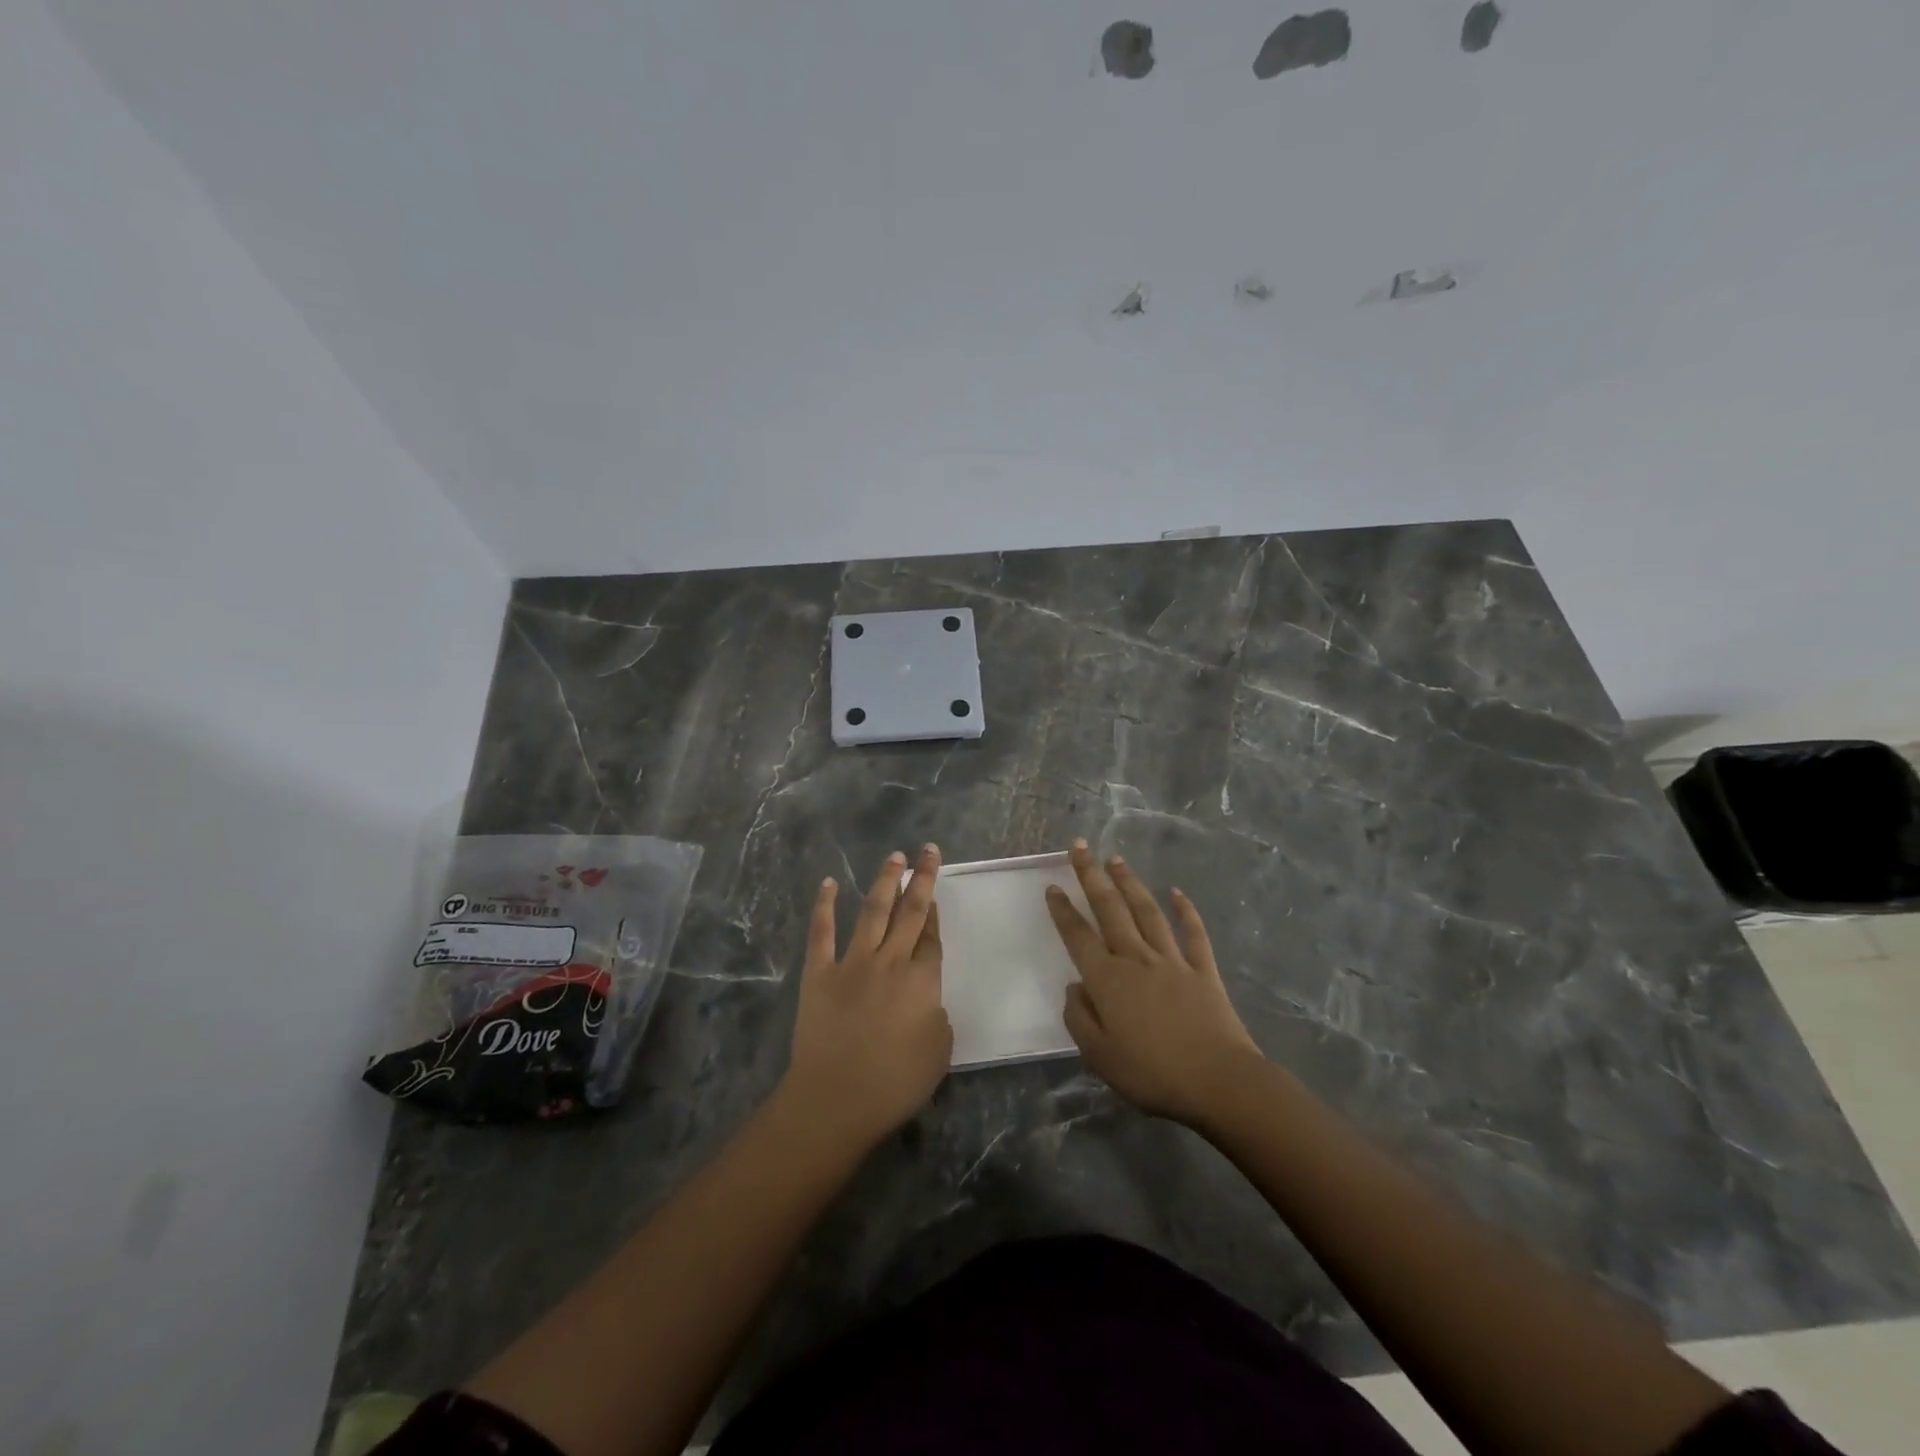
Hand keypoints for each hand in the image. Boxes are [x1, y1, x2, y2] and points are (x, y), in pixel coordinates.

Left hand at [780, 845, 951, 1147]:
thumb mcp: (939, 1052)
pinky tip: (828, 883)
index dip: (935, 913)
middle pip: (911, 912)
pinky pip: (821, 932)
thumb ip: (937, 1016)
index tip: (935, 892)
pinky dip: (824, 905)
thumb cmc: (894, 1084)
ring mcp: (852, 963)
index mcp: (922, 981)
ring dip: (884, 881)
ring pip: (872, 911)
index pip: (932, 938)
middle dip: (922, 879)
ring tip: (894, 856)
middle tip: (928, 851)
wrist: (836, 1099)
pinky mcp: (819, 973)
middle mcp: (890, 962)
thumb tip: (926, 999)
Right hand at [1046, 840, 1263, 1126]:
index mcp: (1108, 979)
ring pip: (1147, 912)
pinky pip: (1193, 933)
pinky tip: (1177, 893)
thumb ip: (1079, 1017)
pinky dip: (1185, 911)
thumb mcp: (1098, 1056)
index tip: (1053, 886)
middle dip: (1092, 875)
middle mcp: (1136, 959)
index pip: (1078, 936)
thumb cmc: (1152, 1073)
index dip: (1063, 910)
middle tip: (1081, 847)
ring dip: (1130, 883)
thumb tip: (1075, 986)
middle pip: (1110, 909)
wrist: (1219, 1081)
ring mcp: (1172, 961)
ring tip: (1116, 860)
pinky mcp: (1202, 970)